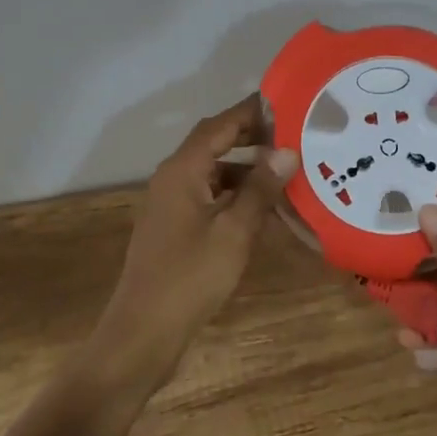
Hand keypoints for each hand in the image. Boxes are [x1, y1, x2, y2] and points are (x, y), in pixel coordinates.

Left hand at [92, 93, 298, 389]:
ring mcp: (170, 203)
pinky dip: (234, 194)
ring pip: (212, 171)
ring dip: (245, 168)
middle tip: (292, 135)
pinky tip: (261, 208)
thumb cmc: (190, 277)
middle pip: (214, 144)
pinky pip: (208, 195)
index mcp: (182, 171)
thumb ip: (260, 189)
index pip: (220, 125)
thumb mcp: (235, 232)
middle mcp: (172, 178)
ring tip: (284, 171)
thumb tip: (287, 151)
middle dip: (251, 137)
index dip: (251, 112)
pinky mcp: (173, 226)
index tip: (286, 103)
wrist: (143, 332)